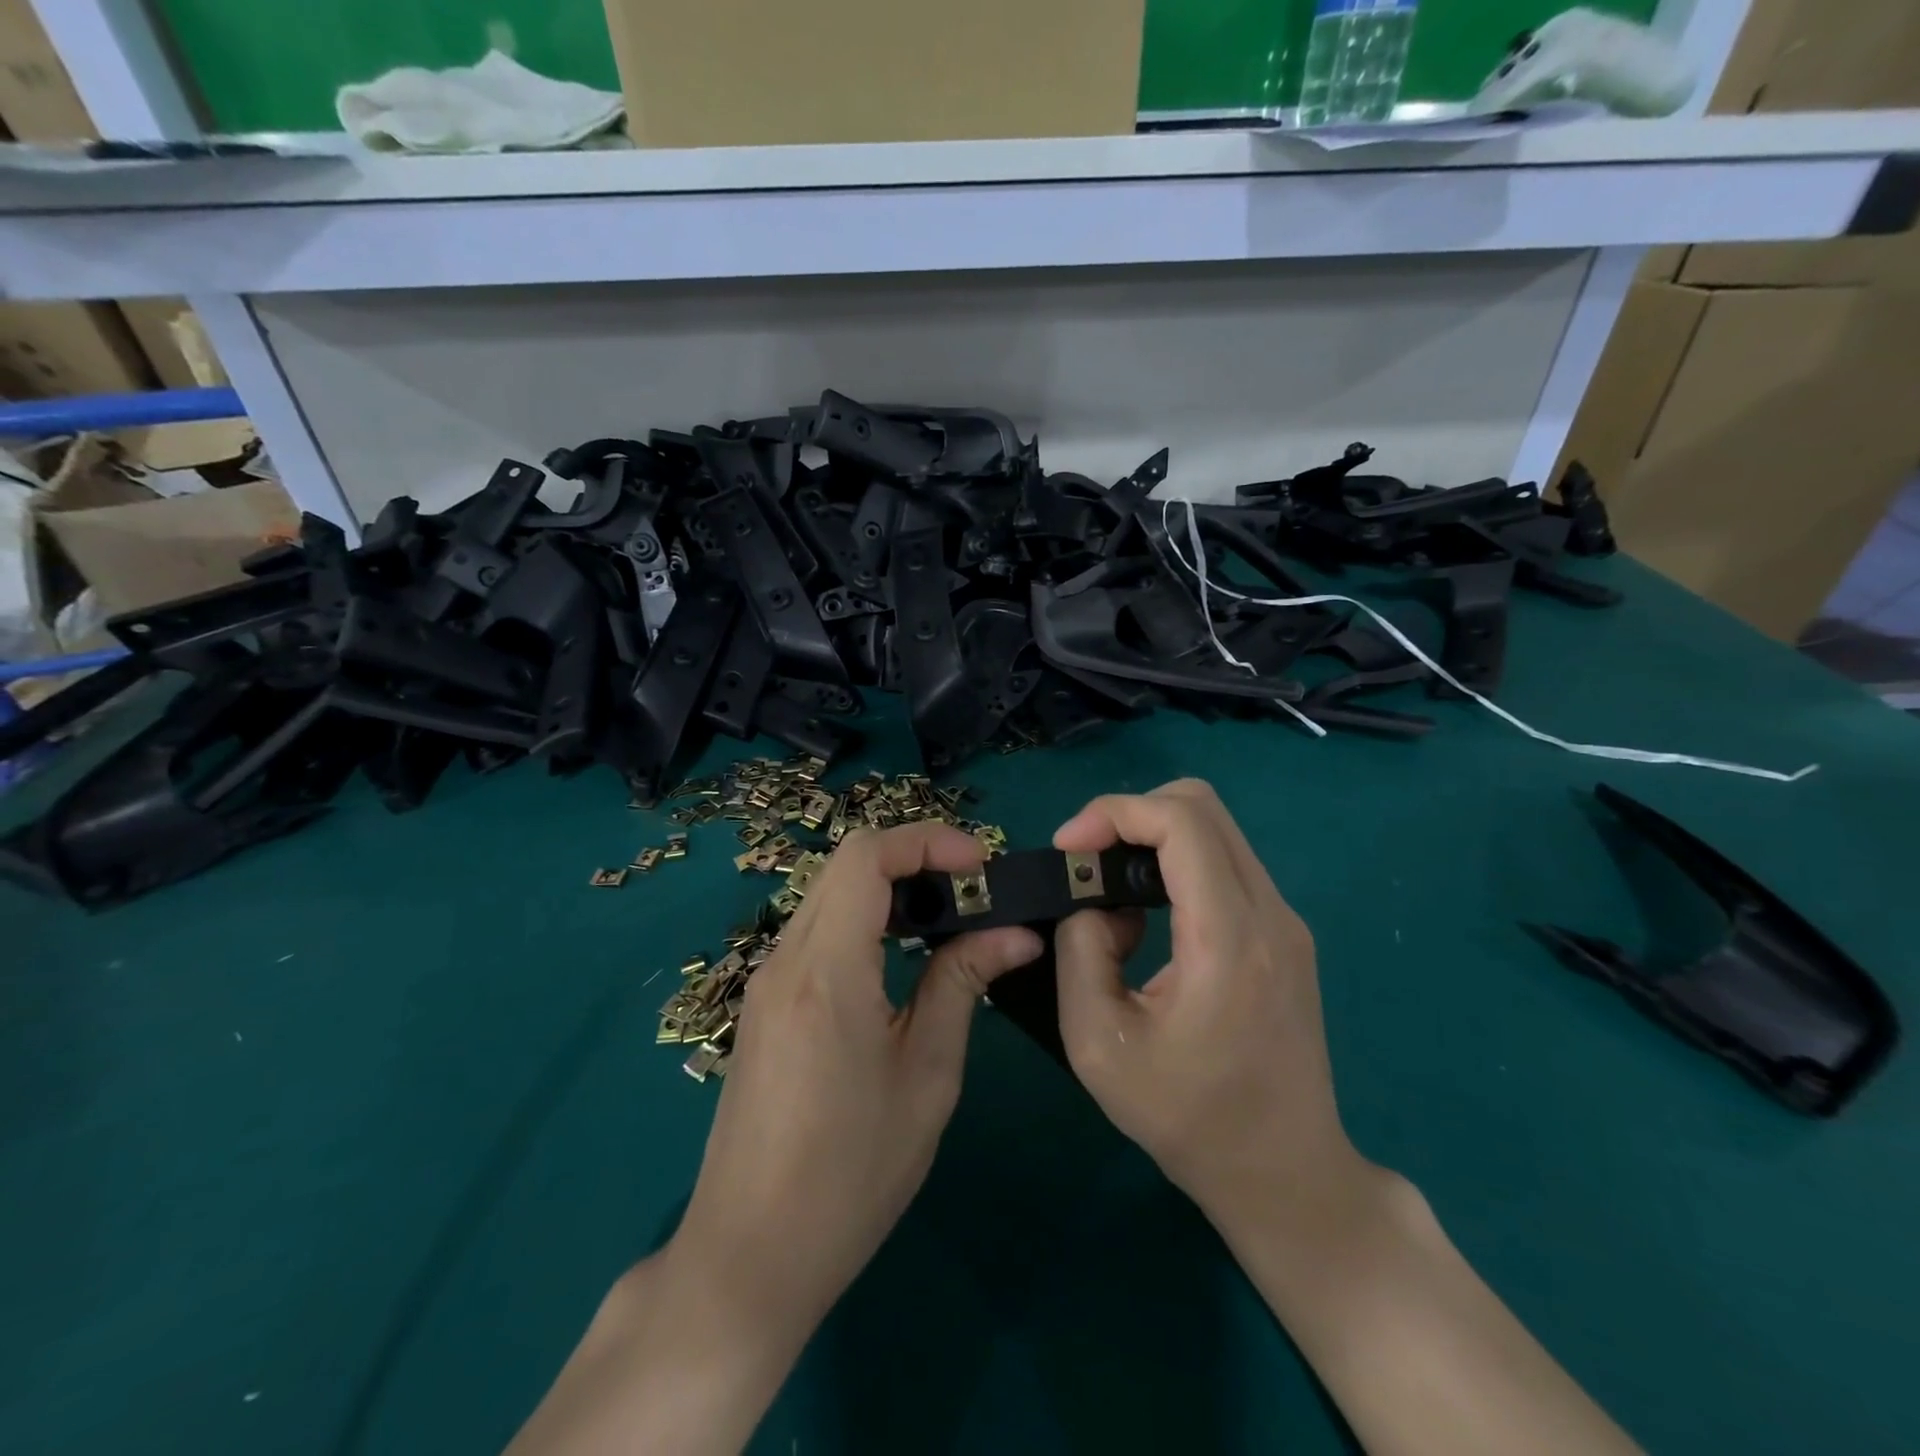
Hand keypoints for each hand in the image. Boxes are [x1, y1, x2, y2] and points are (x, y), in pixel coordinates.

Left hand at [670, 821, 1042, 1339]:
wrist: (749, 1254)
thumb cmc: (851, 1174)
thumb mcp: (925, 1076)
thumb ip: (962, 985)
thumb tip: (1014, 932)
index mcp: (827, 972)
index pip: (866, 858)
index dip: (927, 841)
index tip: (980, 865)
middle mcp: (786, 958)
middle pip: (847, 864)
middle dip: (915, 858)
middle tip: (973, 891)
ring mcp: (767, 979)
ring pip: (830, 893)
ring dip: (890, 888)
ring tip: (948, 920)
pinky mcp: (765, 1001)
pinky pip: (817, 930)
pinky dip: (864, 919)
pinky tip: (900, 956)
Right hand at [1052, 779, 1369, 1229]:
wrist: (1286, 1176)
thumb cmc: (1188, 1120)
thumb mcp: (1099, 1045)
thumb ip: (1081, 951)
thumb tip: (1093, 902)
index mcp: (1229, 940)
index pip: (1181, 822)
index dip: (1114, 812)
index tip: (1068, 847)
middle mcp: (1270, 914)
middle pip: (1201, 806)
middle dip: (1131, 814)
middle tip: (1087, 858)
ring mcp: (1285, 921)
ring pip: (1215, 829)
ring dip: (1152, 836)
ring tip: (1108, 886)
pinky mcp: (1284, 933)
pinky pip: (1225, 862)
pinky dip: (1176, 862)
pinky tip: (1147, 911)